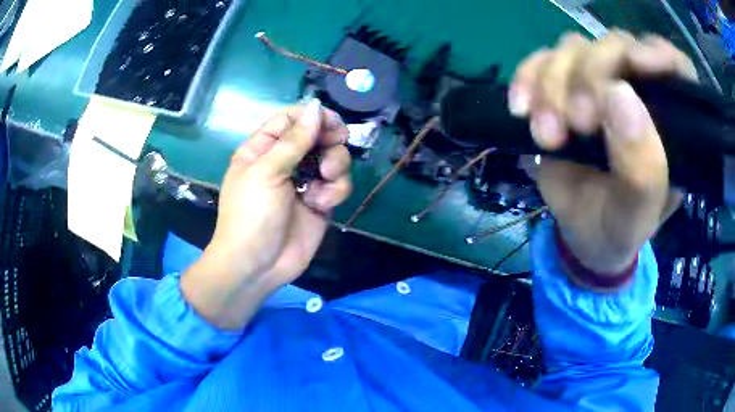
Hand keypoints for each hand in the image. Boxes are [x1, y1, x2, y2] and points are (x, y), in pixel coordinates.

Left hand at [182, 100, 351, 328]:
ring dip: (335, 165)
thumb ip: (294, 140)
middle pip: (317, 135)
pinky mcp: (320, 202)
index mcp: (263, 149)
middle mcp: (285, 161)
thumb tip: (316, 106)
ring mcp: (304, 182)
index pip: (291, 119)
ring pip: (333, 158)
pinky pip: (338, 185)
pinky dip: (334, 191)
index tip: (332, 121)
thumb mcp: (267, 172)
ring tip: (325, 179)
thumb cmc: (251, 214)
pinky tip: (320, 204)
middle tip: (336, 143)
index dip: (312, 116)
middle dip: (329, 139)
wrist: (258, 265)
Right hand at [509, 32, 692, 278]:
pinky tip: (521, 111)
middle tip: (577, 124)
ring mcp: (598, 84)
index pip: (676, 67)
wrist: (580, 235)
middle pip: (615, 46)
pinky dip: (526, 78)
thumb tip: (618, 95)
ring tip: (548, 137)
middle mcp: (639, 92)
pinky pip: (540, 60)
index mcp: (670, 124)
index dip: (657, 53)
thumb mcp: (635, 217)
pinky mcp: (564, 86)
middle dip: (590, 77)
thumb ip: (642, 170)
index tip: (636, 64)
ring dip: (552, 86)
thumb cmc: (618, 230)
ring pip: (574, 48)